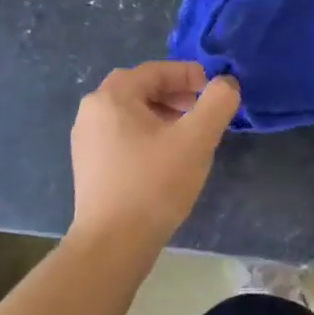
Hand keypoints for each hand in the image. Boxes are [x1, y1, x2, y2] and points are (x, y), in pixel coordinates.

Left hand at [69, 62, 238, 251]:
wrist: (113, 244)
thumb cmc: (154, 184)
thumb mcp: (196, 139)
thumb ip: (217, 103)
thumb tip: (227, 83)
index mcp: (112, 96)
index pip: (156, 70)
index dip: (190, 74)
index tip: (215, 91)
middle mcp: (92, 111)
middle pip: (141, 89)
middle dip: (176, 94)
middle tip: (203, 111)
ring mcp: (86, 140)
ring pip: (132, 113)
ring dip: (163, 115)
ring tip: (190, 135)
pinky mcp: (89, 165)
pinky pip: (122, 135)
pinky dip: (148, 135)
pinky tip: (167, 158)